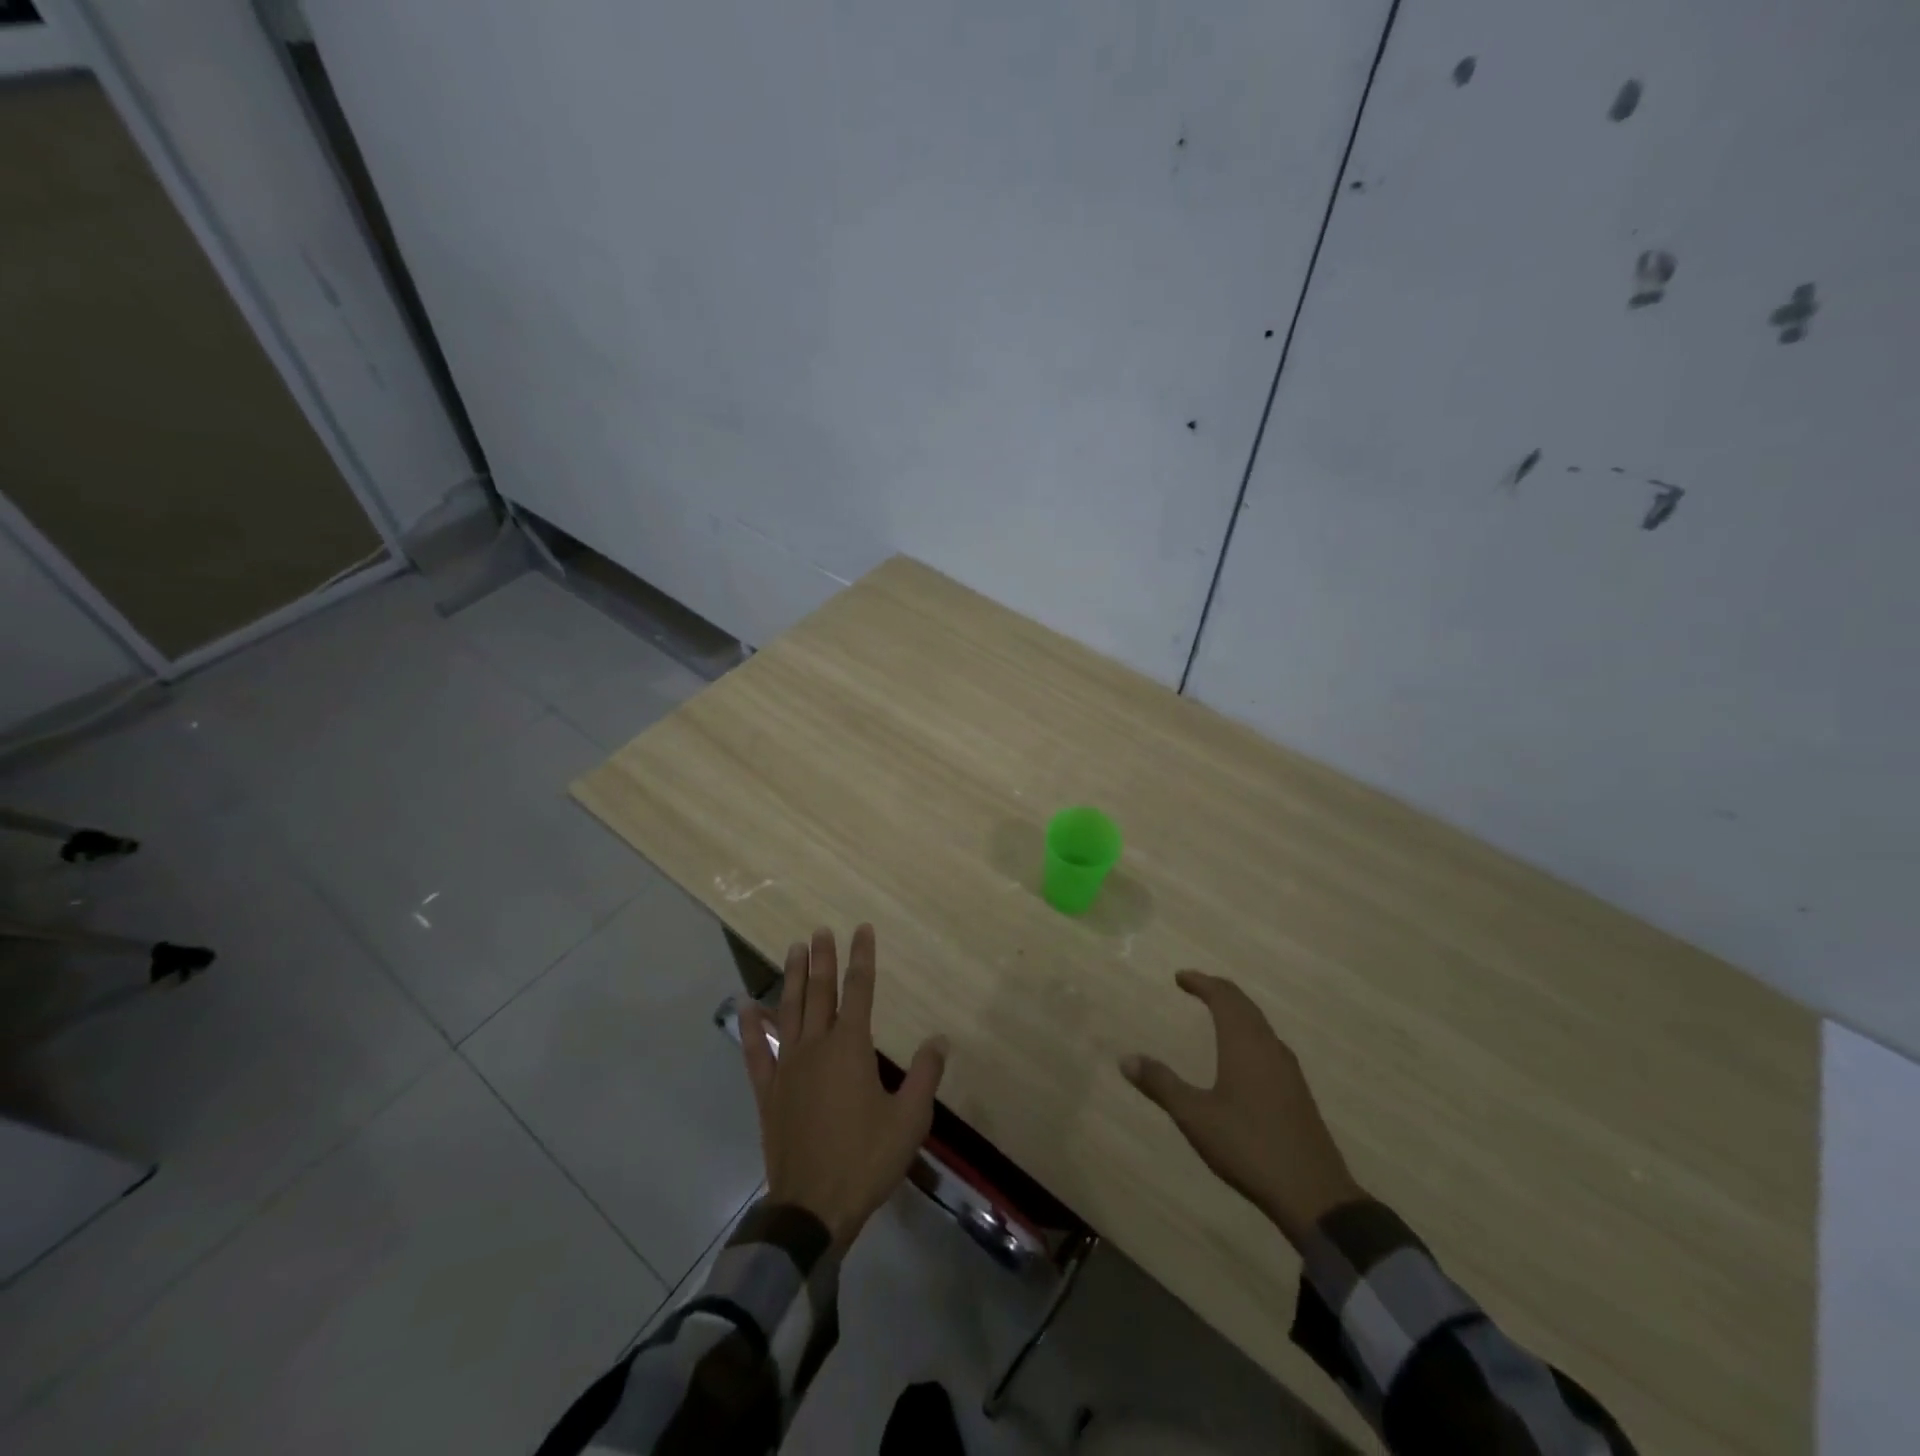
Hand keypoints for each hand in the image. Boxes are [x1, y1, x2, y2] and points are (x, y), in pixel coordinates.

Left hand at [739, 924, 947, 1252]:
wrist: (813, 1207)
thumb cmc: (866, 1159)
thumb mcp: (909, 1120)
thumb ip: (925, 1075)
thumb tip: (940, 1039)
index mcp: (851, 1048)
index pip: (859, 990)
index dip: (862, 957)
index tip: (861, 930)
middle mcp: (817, 1046)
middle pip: (820, 992)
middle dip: (823, 959)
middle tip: (820, 930)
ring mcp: (788, 1067)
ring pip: (789, 1011)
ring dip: (792, 979)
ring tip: (794, 950)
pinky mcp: (768, 1092)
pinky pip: (757, 1052)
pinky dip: (751, 1027)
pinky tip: (746, 1007)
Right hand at [1122, 970, 1362, 1247]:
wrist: (1314, 1195)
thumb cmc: (1248, 1146)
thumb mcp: (1195, 1116)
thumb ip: (1161, 1085)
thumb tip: (1126, 1059)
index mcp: (1245, 1044)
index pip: (1224, 997)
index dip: (1202, 982)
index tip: (1180, 977)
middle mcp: (1269, 1047)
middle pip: (1245, 1006)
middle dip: (1219, 992)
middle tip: (1196, 986)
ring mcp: (1288, 1070)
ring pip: (1260, 1025)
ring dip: (1237, 1012)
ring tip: (1216, 1013)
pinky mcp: (1297, 1092)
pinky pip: (1269, 1044)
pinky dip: (1249, 1033)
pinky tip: (1244, 1056)